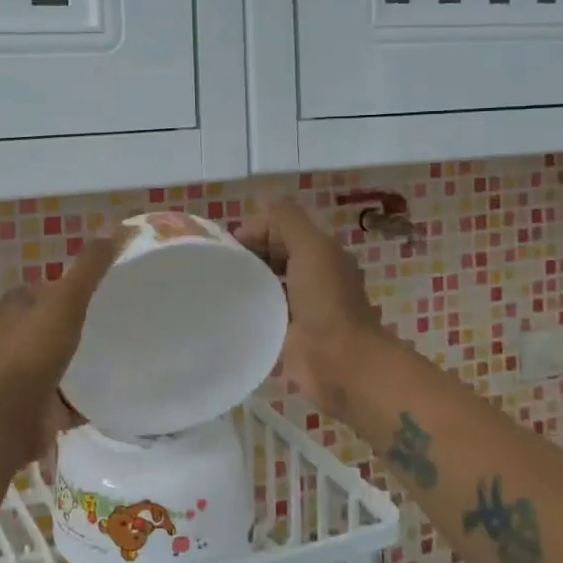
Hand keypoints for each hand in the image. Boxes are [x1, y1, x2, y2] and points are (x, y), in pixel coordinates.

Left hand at [0, 236, 123, 468]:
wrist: (5, 418)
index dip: (67, 286)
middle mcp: (14, 339)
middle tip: (118, 322)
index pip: (42, 288)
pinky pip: (67, 400)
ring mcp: (23, 377)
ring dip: (81, 362)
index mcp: (15, 308)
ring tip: (122, 356)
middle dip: (75, 325)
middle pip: (50, 325)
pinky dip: (86, 399)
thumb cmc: (31, 351)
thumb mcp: (66, 299)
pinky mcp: (36, 409)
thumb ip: (91, 266)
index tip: (103, 289)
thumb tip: (123, 226)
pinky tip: (115, 396)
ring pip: (57, 363)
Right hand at [238, 201, 383, 420]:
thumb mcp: (311, 247)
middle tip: (222, 266)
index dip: (255, 230)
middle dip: (248, 253)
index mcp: (321, 252)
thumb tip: (263, 200)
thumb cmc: (326, 301)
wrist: (341, 362)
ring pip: (267, 281)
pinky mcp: (290, 332)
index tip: (231, 246)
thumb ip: (287, 220)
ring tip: (221, 286)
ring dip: (247, 280)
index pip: (281, 228)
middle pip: (273, 253)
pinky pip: (265, 309)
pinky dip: (250, 305)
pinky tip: (231, 309)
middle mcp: (314, 275)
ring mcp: (302, 305)